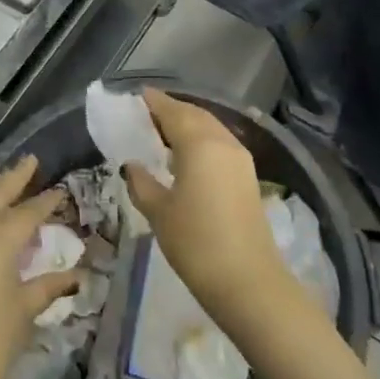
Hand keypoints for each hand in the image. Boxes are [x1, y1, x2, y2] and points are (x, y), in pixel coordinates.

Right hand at [126, 90, 296, 325]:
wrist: (247, 281)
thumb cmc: (195, 242)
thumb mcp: (158, 212)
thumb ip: (141, 182)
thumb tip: (132, 165)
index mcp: (199, 143)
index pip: (172, 111)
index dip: (153, 102)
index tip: (135, 97)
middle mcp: (223, 142)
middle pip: (194, 114)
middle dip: (170, 110)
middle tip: (144, 114)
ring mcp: (240, 158)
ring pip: (210, 128)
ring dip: (187, 124)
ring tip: (161, 132)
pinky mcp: (247, 176)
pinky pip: (219, 143)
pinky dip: (200, 139)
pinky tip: (185, 155)